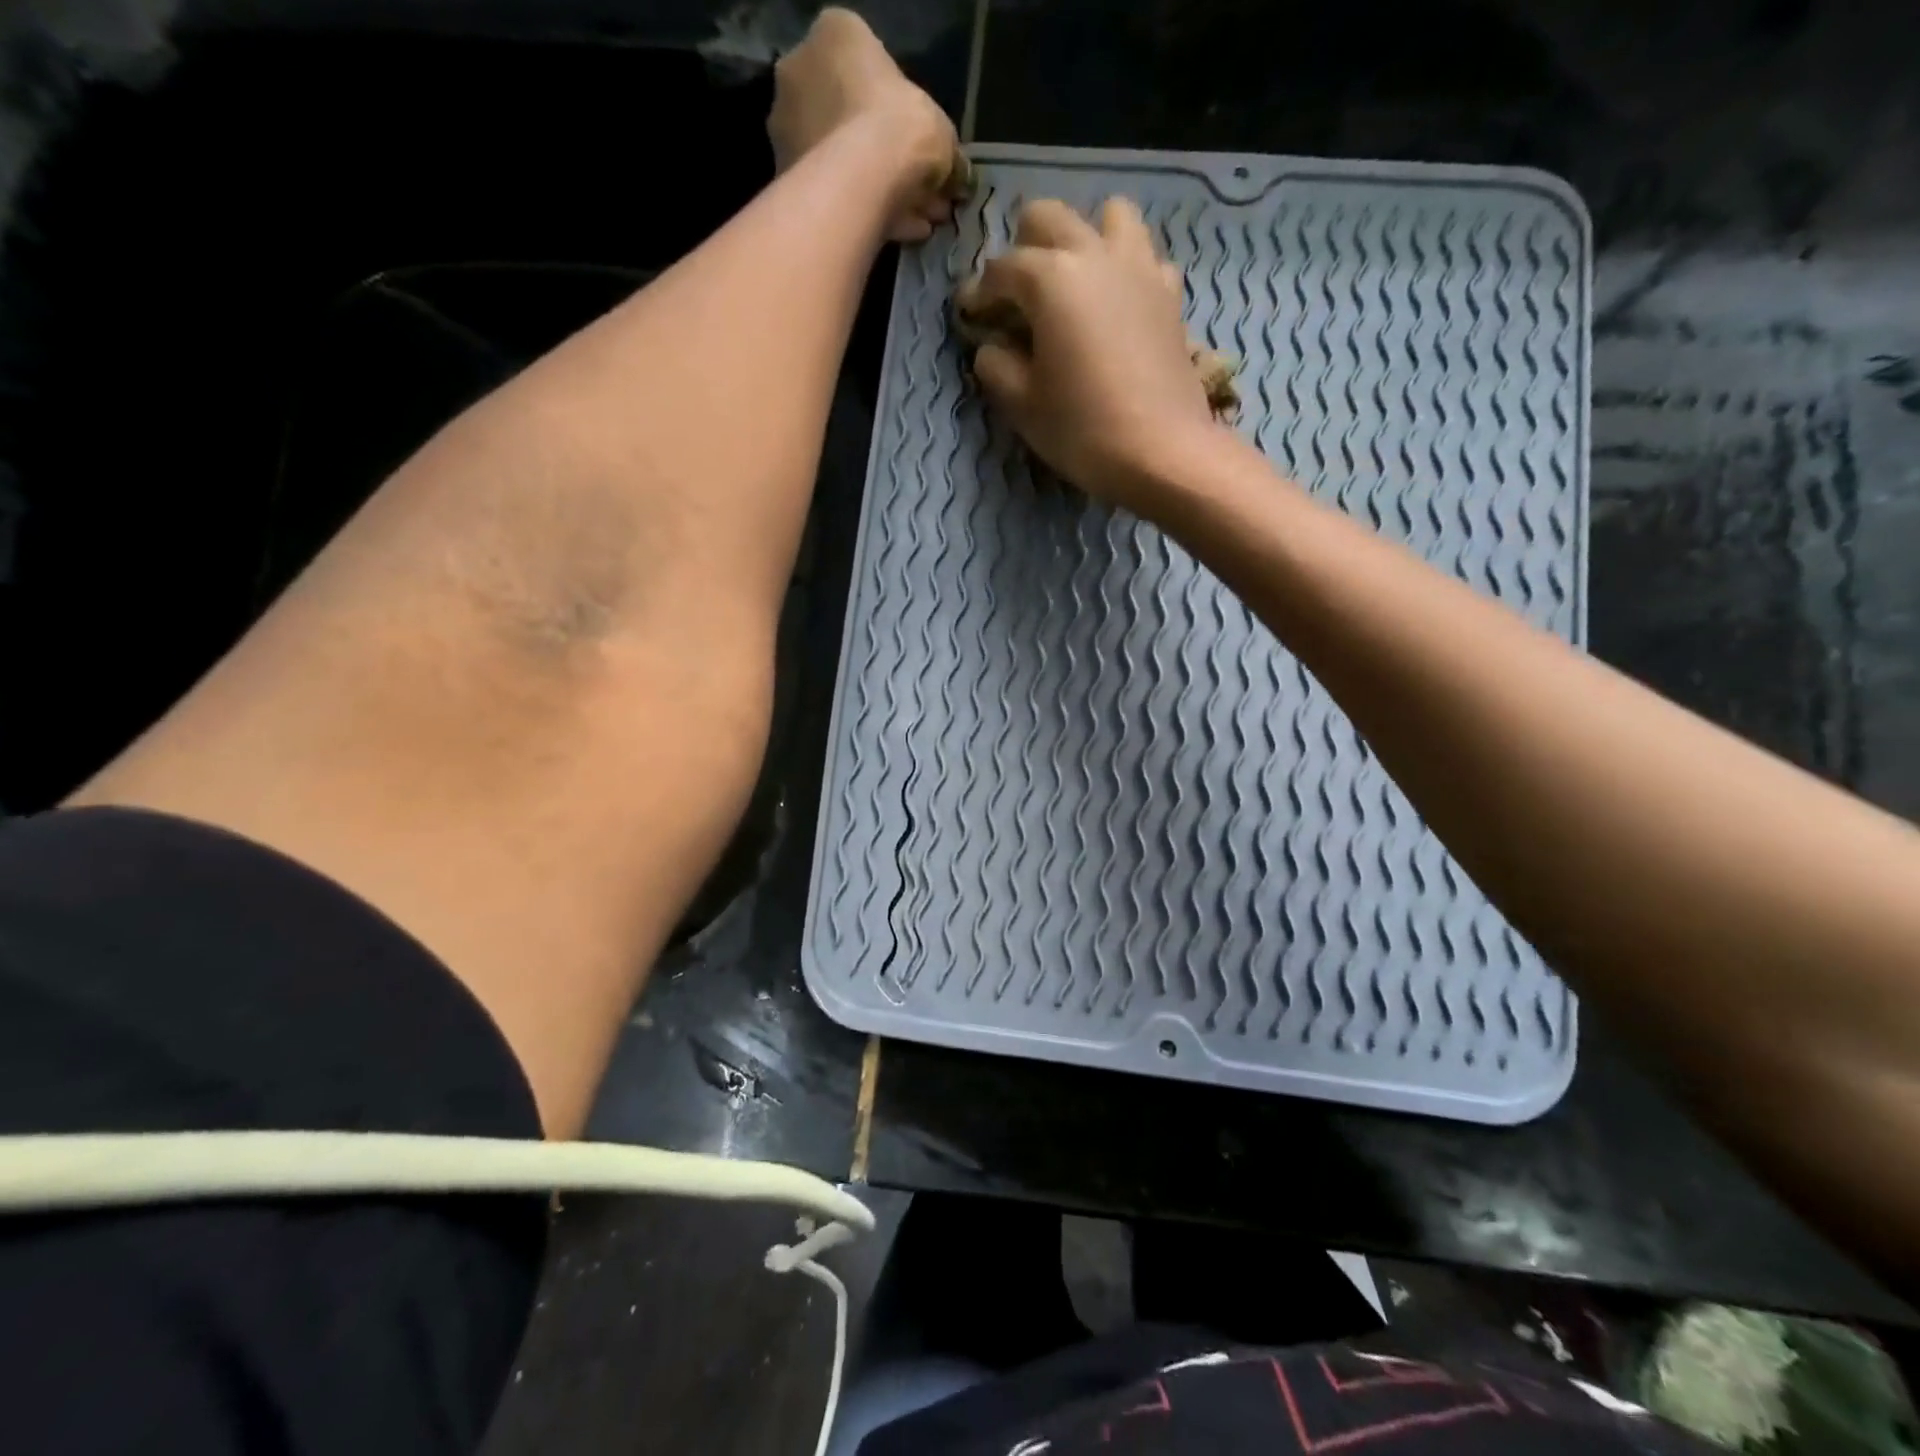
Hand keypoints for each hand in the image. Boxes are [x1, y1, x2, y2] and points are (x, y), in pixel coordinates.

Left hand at [768, 8, 960, 243]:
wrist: (857, 184)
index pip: (872, 68)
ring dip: (885, 191)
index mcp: (836, 37)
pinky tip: (902, 233)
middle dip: (895, 160)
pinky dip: (868, 211)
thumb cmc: (898, 130)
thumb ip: (948, 152)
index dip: (907, 115)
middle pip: (856, 121)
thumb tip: (959, 178)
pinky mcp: (787, 182)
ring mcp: (788, 129)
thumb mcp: (941, 131)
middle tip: (929, 194)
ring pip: (846, 162)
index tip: (928, 151)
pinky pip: (836, 194)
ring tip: (922, 222)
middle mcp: (801, 73)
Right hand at [957, 198, 1225, 512]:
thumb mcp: (1022, 405)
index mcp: (1050, 279)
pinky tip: (1116, 304)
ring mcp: (1139, 268)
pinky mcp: (1169, 294)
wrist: (1162, 451)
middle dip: (1024, 247)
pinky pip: (1144, 257)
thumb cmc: (1083, 430)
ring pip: (1108, 216)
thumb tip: (990, 346)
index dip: (979, 294)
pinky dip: (1126, 268)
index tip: (972, 319)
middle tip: (1017, 295)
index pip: (1001, 269)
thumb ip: (996, 366)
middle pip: (1049, 217)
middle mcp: (1094, 255)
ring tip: (1073, 283)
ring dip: (1084, 238)